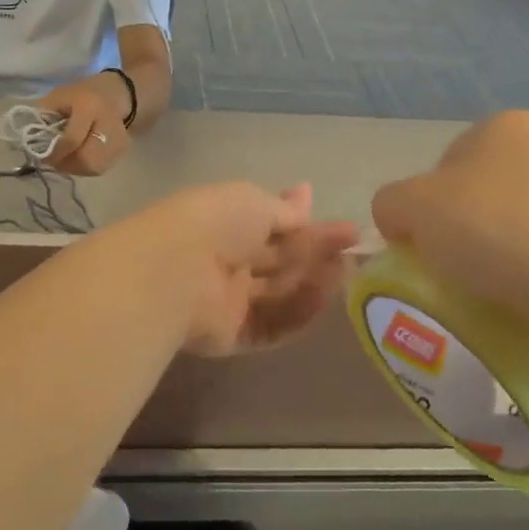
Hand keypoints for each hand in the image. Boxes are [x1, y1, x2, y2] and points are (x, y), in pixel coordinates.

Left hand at [37, 76, 131, 176]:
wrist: (116, 92)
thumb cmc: (81, 93)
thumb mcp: (58, 96)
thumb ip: (44, 117)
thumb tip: (33, 143)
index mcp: (89, 106)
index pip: (72, 138)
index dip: (55, 152)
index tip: (42, 156)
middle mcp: (108, 122)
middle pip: (87, 158)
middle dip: (66, 164)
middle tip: (54, 161)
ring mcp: (119, 137)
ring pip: (95, 167)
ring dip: (76, 168)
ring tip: (66, 159)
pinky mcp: (123, 148)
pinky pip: (102, 167)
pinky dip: (87, 167)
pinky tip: (80, 157)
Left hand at [104, 182, 357, 355]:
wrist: (177, 270)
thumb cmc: (217, 222)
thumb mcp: (256, 202)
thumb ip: (285, 210)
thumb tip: (306, 195)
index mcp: (228, 222)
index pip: (274, 224)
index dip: (307, 224)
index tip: (344, 227)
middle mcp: (227, 259)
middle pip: (280, 260)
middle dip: (315, 252)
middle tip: (351, 250)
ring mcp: (228, 298)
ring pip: (279, 294)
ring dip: (312, 282)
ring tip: (345, 273)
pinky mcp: (230, 334)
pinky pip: (270, 326)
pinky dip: (297, 314)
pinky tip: (323, 300)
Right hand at [371, 112, 528, 381]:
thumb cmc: (494, 230)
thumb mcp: (410, 208)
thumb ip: (390, 204)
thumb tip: (400, 221)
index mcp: (501, 127)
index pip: (443, 166)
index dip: (425, 208)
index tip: (425, 247)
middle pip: (481, 196)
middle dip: (464, 234)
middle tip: (454, 273)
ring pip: (519, 230)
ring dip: (501, 260)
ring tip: (494, 297)